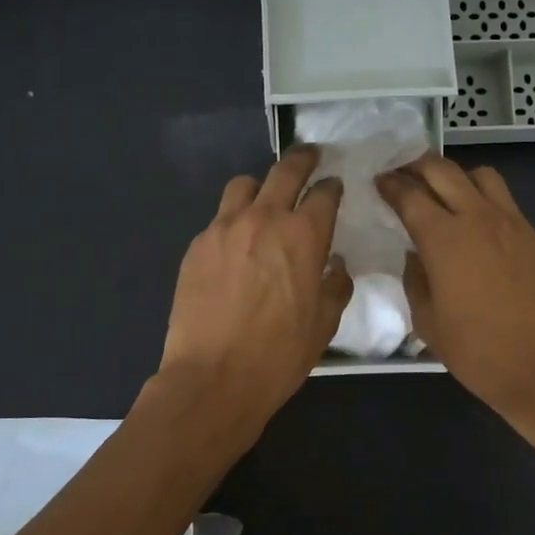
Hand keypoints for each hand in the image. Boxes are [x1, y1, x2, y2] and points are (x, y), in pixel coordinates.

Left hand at [157, 147, 351, 428]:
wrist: (214, 377)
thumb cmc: (279, 355)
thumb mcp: (324, 325)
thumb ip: (336, 286)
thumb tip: (336, 266)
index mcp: (304, 235)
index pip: (323, 193)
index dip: (332, 187)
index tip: (334, 187)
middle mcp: (264, 219)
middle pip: (284, 171)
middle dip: (302, 160)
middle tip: (310, 157)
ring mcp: (224, 228)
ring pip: (243, 185)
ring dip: (260, 187)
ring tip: (265, 202)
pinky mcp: (197, 246)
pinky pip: (219, 218)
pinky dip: (234, 221)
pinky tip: (237, 246)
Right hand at [377, 156, 534, 431]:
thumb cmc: (478, 352)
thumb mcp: (428, 323)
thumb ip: (415, 281)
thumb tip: (415, 256)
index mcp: (444, 239)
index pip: (410, 195)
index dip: (390, 185)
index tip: (379, 181)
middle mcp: (478, 218)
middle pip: (443, 171)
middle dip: (417, 166)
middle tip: (402, 174)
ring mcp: (511, 223)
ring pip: (480, 175)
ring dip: (456, 176)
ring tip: (443, 193)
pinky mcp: (533, 236)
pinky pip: (503, 200)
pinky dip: (482, 197)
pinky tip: (475, 222)